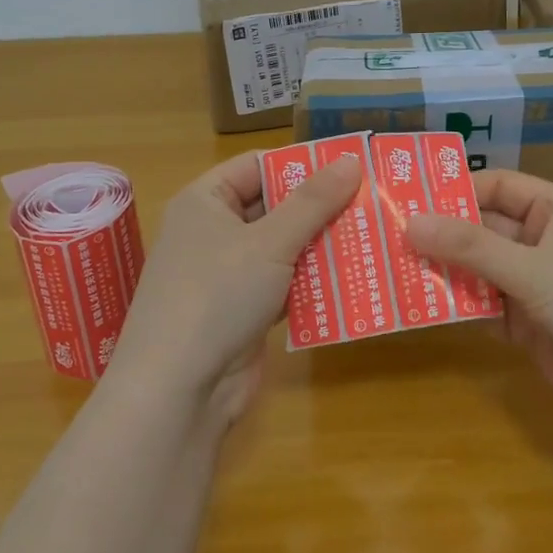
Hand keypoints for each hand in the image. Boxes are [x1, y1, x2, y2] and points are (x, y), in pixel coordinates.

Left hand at [107, 150, 361, 423]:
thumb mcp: (269, 242)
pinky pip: (285, 284)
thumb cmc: (217, 295)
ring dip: (322, 246)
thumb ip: (313, 202)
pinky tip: (354, 279)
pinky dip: (313, 283)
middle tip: (373, 201)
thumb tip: (351, 161)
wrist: (178, 390)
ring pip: (283, 248)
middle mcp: (213, 232)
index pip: (258, 166)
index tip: (350, 165)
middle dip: (320, 207)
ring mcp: (227, 274)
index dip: (301, 164)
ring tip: (375, 235)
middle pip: (274, 206)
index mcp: (205, 201)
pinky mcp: (243, 311)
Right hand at [407, 169, 552, 436]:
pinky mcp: (529, 325)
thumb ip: (471, 247)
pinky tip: (417, 307)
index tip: (405, 200)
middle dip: (440, 234)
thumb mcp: (535, 269)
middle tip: (383, 237)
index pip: (497, 186)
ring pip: (479, 269)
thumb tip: (409, 222)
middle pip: (483, 228)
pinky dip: (457, 306)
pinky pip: (484, 306)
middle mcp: (545, 241)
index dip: (454, 191)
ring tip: (388, 269)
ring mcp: (537, 285)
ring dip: (443, 271)